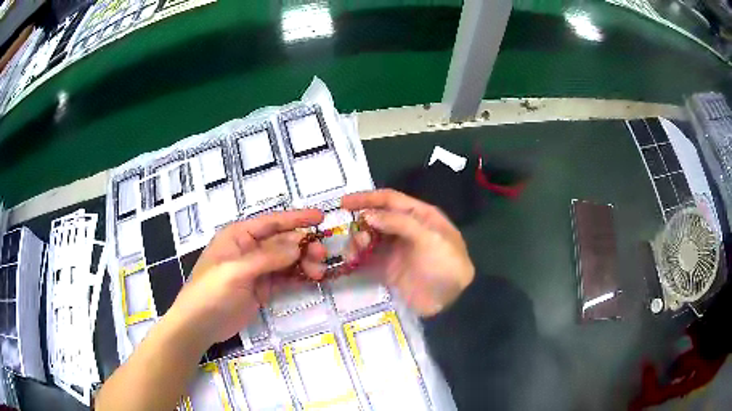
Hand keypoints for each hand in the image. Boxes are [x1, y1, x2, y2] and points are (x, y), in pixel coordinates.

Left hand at [167, 209, 325, 346]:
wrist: (199, 325)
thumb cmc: (211, 291)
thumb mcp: (236, 271)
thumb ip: (267, 257)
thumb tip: (298, 244)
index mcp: (239, 236)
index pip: (271, 222)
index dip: (296, 218)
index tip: (320, 217)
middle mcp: (249, 249)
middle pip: (283, 242)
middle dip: (304, 246)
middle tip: (322, 256)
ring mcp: (256, 270)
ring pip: (287, 260)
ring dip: (304, 262)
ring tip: (319, 272)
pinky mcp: (262, 288)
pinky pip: (284, 277)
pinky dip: (299, 276)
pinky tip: (312, 279)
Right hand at [342, 189, 473, 315]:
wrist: (450, 303)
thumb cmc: (445, 266)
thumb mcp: (430, 239)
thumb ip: (400, 223)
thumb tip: (367, 215)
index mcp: (420, 215)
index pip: (390, 199)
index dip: (367, 198)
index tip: (343, 202)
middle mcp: (405, 228)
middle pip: (376, 217)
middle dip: (362, 223)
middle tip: (357, 238)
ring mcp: (395, 248)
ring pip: (369, 236)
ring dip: (358, 240)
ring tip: (356, 252)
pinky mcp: (387, 267)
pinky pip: (366, 256)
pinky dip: (356, 256)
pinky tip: (352, 261)